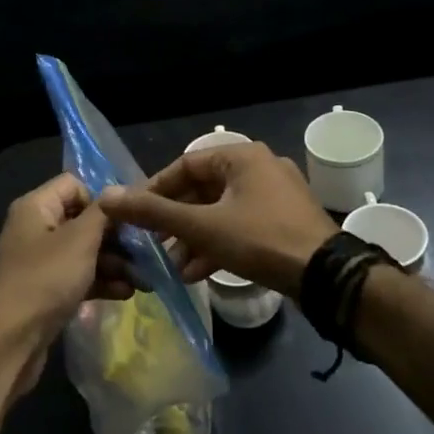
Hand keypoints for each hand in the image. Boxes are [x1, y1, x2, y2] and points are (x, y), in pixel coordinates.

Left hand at [0, 174, 132, 394]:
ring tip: (145, 279)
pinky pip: (79, 277)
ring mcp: (40, 262)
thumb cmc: (45, 279)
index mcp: (36, 207)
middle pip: (83, 220)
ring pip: (84, 252)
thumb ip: (102, 212)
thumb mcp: (80, 240)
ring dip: (115, 263)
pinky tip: (127, 293)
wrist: (10, 342)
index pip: (74, 184)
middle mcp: (35, 228)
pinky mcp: (46, 290)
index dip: (101, 199)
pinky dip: (101, 282)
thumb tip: (117, 190)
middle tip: (147, 252)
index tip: (127, 220)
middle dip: (116, 237)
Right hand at [99, 142, 336, 296]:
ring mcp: (275, 196)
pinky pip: (240, 225)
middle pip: (203, 189)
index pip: (185, 164)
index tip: (135, 214)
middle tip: (153, 243)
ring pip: (221, 211)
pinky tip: (198, 273)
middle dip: (176, 220)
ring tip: (173, 265)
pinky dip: (218, 244)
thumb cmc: (261, 239)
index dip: (156, 189)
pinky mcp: (284, 222)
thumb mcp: (202, 226)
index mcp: (242, 157)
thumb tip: (106, 196)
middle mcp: (259, 168)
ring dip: (194, 237)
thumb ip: (154, 212)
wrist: (327, 276)